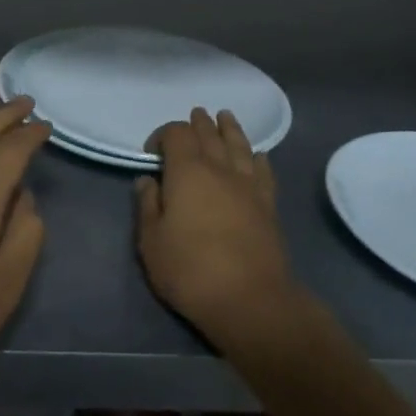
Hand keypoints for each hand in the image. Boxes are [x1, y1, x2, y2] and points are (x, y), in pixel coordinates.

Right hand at [137, 108, 296, 350]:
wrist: (249, 299)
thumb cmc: (190, 270)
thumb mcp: (151, 242)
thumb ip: (147, 206)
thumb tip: (147, 180)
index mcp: (187, 171)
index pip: (176, 134)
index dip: (163, 134)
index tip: (152, 153)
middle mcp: (220, 169)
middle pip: (209, 134)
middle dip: (199, 124)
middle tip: (195, 116)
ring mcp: (248, 185)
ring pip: (239, 146)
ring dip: (230, 129)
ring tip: (225, 117)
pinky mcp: (269, 204)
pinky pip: (264, 171)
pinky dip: (259, 158)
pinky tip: (258, 156)